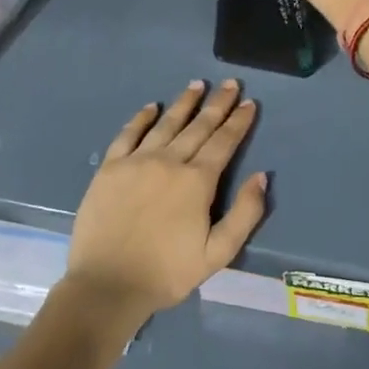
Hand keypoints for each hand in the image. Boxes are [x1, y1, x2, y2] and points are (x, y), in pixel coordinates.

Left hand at [65, 80, 268, 318]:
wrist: (107, 285)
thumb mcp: (218, 254)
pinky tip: (151, 107)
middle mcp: (168, 161)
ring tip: (197, 85)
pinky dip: (141, 118)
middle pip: (198, 126)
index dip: (238, 122)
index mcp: (197, 181)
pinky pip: (128, 134)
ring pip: (166, 124)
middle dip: (217, 104)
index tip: (249, 103)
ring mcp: (136, 161)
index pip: (223, 143)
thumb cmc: (167, 273)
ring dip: (184, 103)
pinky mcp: (110, 168)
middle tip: (230, 83)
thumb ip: (244, 214)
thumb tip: (261, 176)